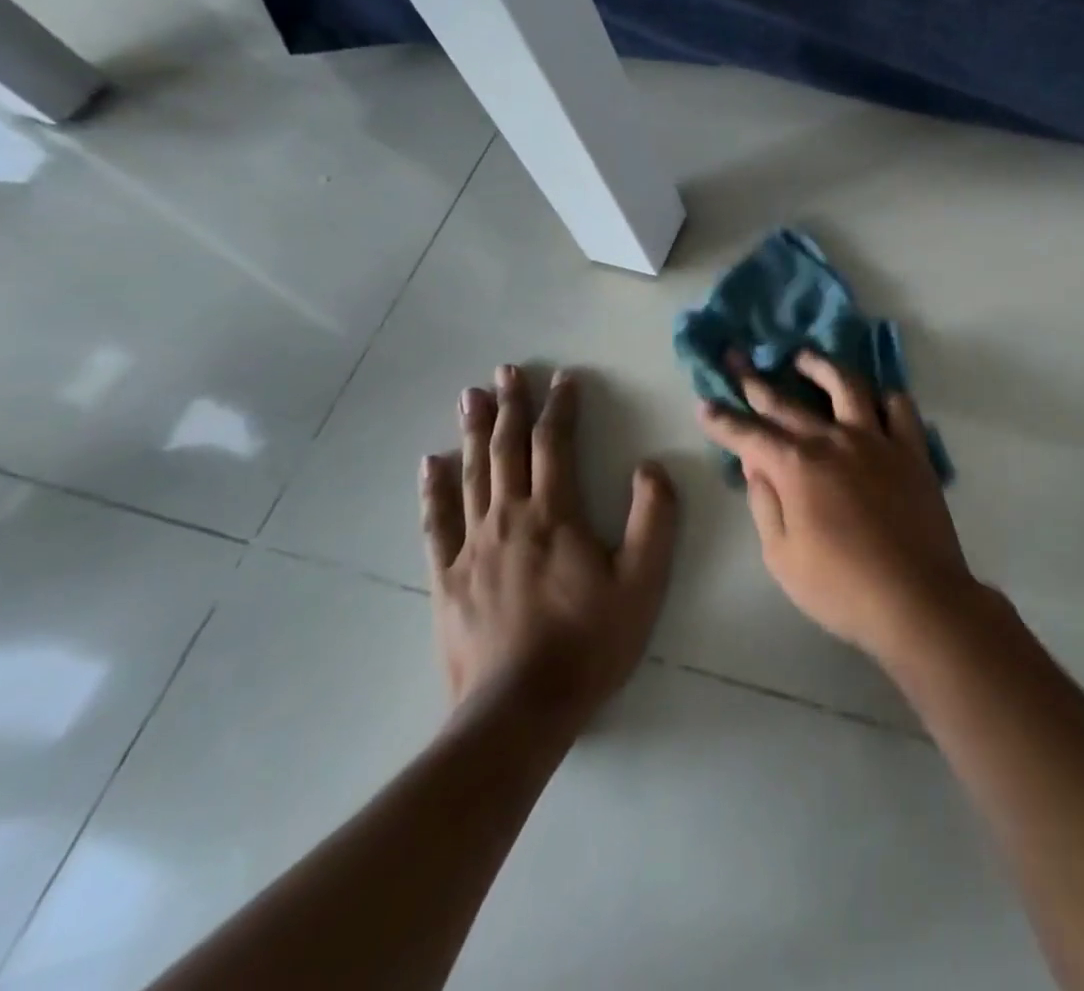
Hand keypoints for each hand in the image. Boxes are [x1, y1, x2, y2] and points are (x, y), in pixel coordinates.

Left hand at [420, 365, 676, 729]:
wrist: (518, 712)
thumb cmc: (588, 643)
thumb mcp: (643, 582)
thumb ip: (653, 519)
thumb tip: (649, 467)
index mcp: (555, 515)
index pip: (555, 445)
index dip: (560, 407)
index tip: (564, 378)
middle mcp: (509, 519)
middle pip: (506, 449)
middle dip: (510, 406)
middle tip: (507, 370)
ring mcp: (472, 548)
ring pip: (471, 476)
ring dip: (471, 432)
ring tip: (470, 396)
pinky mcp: (448, 578)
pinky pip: (437, 522)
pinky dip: (434, 489)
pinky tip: (429, 464)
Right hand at [697, 352, 976, 661]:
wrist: (915, 598)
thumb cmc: (840, 587)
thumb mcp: (781, 556)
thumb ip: (765, 503)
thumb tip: (756, 463)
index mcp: (797, 467)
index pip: (750, 435)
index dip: (724, 420)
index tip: (705, 404)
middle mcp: (834, 440)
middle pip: (788, 402)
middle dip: (755, 381)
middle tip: (738, 357)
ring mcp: (877, 440)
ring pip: (847, 386)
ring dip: (821, 366)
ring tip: (804, 357)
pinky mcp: (911, 450)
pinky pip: (899, 408)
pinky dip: (884, 397)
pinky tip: (873, 398)